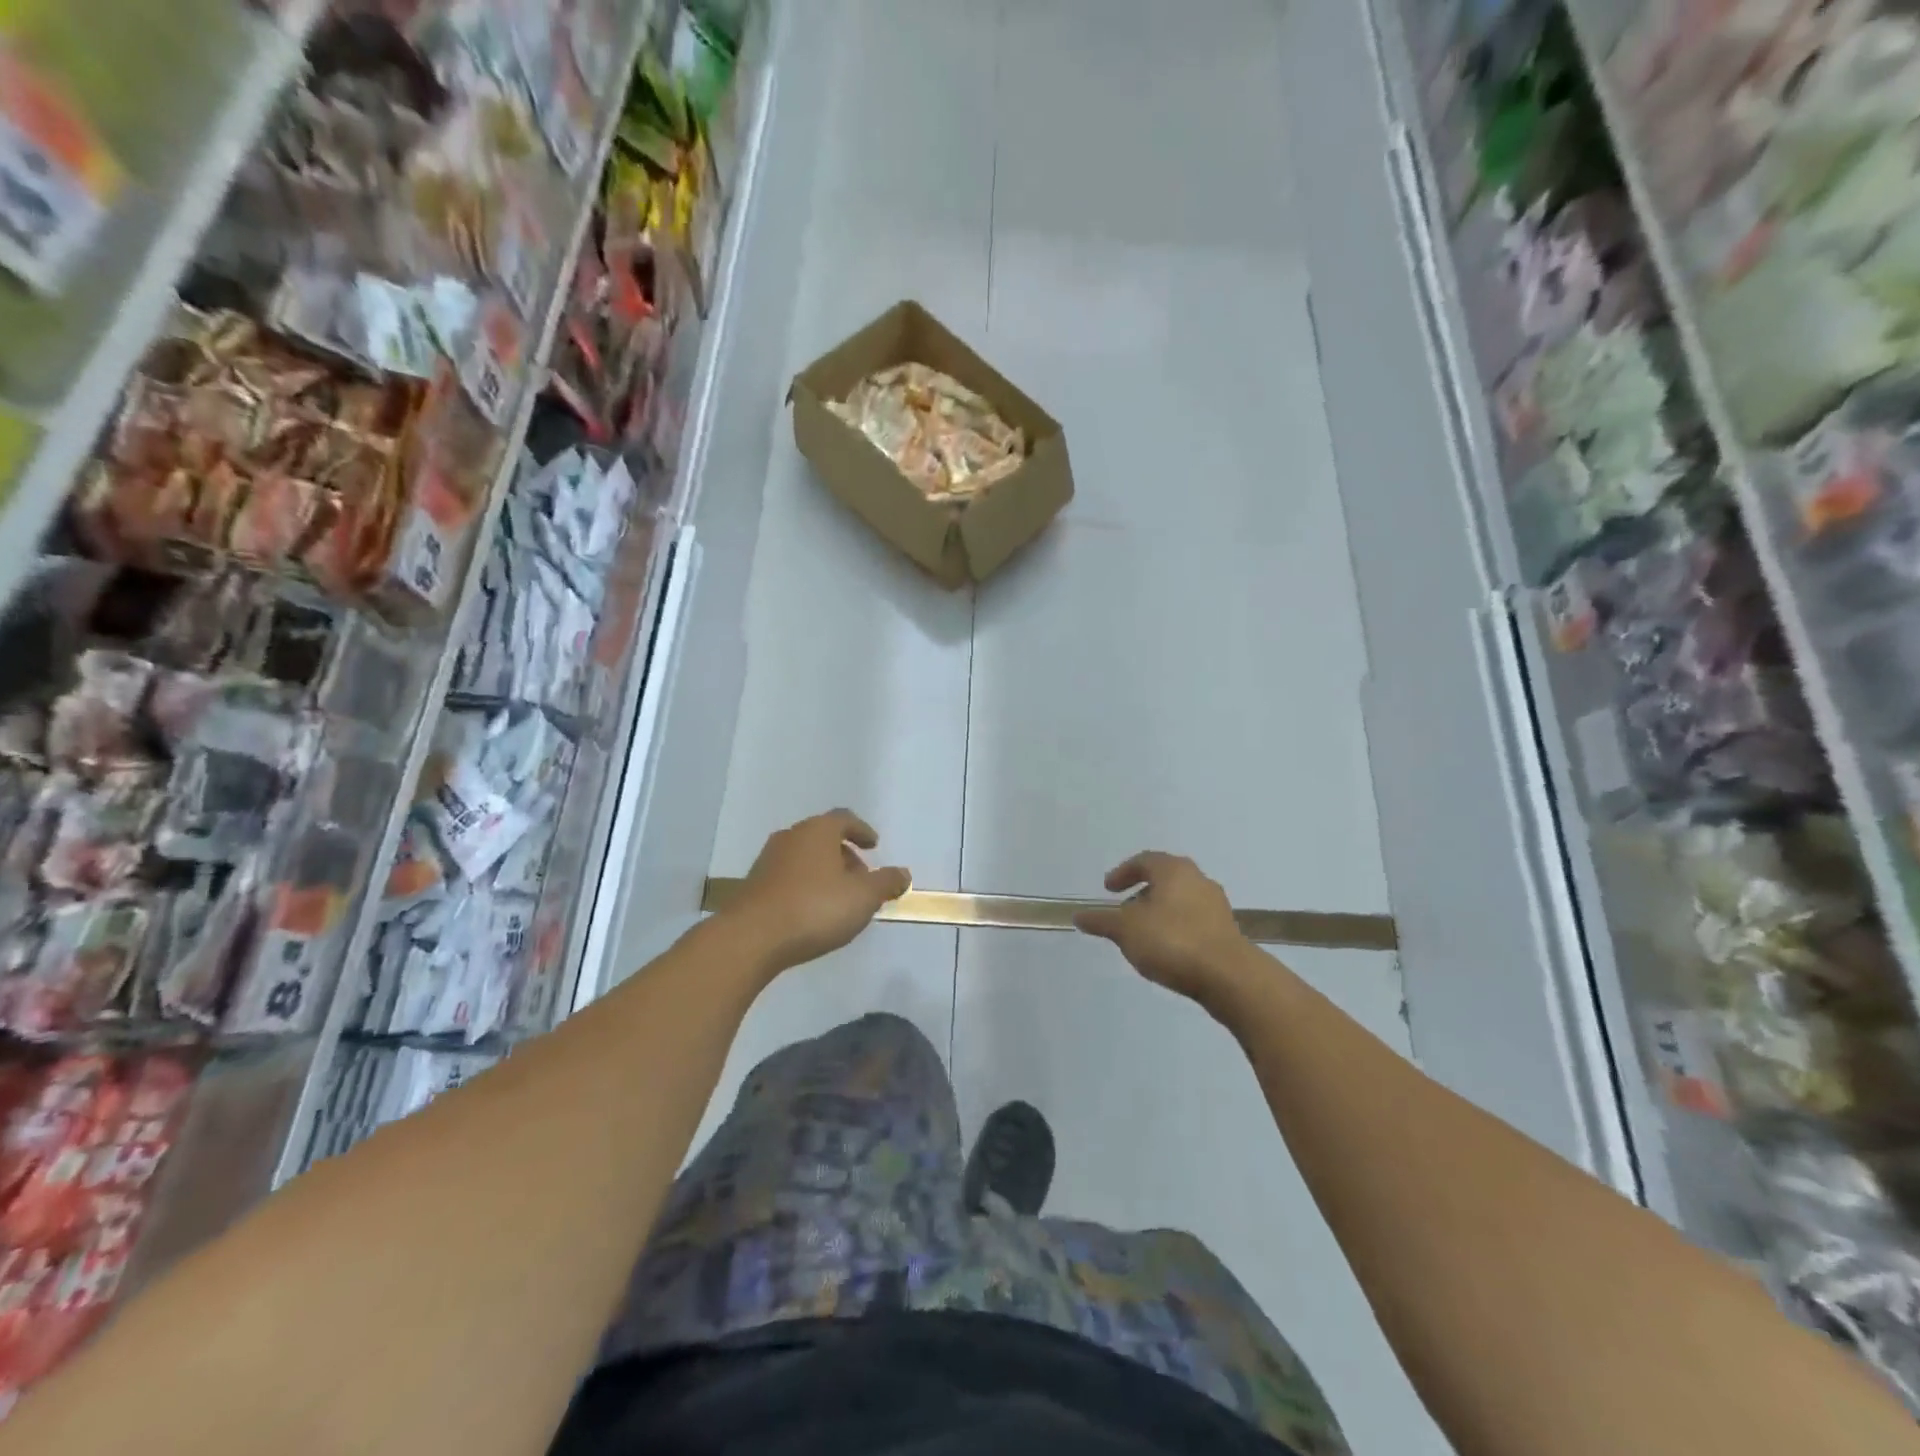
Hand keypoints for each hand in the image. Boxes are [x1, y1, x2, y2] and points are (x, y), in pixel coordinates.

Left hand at [726, 810, 910, 973]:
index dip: (862, 831)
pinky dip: (805, 886)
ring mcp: (768, 861)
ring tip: (839, 898)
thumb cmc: (815, 908)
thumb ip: (886, 883)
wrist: (751, 938)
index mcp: (818, 831)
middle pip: (823, 838)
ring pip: (804, 858)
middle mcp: (791, 837)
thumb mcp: (863, 897)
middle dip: (844, 855)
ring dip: (824, 871)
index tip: (874, 845)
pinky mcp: (753, 885)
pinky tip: (812, 911)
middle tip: (861, 877)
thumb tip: (903, 873)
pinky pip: (788, 877)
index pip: (844, 819)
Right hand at [1074, 852, 1249, 1011]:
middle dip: (1142, 892)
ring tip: (1143, 933)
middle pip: (1164, 878)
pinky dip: (1176, 927)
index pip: (1144, 860)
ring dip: (1160, 911)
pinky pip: (1193, 920)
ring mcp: (1216, 905)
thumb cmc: (1173, 941)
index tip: (1108, 889)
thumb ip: (1102, 921)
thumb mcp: (1126, 930)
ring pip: (1180, 900)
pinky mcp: (1226, 931)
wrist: (1229, 977)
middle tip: (1125, 909)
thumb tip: (1078, 915)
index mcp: (1174, 870)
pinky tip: (1167, 949)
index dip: (1123, 872)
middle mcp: (1198, 880)